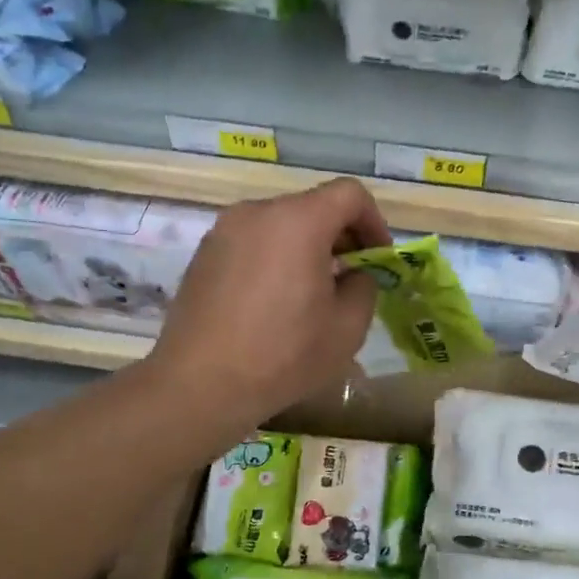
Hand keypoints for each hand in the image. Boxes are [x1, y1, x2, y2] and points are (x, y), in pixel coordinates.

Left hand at [149, 179, 391, 427]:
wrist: (200, 384)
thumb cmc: (284, 354)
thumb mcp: (348, 327)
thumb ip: (364, 287)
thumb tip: (353, 275)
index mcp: (299, 221)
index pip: (350, 194)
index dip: (374, 222)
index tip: (378, 259)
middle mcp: (258, 213)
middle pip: (313, 206)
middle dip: (340, 237)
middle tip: (351, 279)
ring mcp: (224, 231)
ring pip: (281, 225)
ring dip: (306, 248)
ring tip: (311, 294)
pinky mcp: (203, 255)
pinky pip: (253, 243)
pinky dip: (274, 259)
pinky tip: (274, 304)